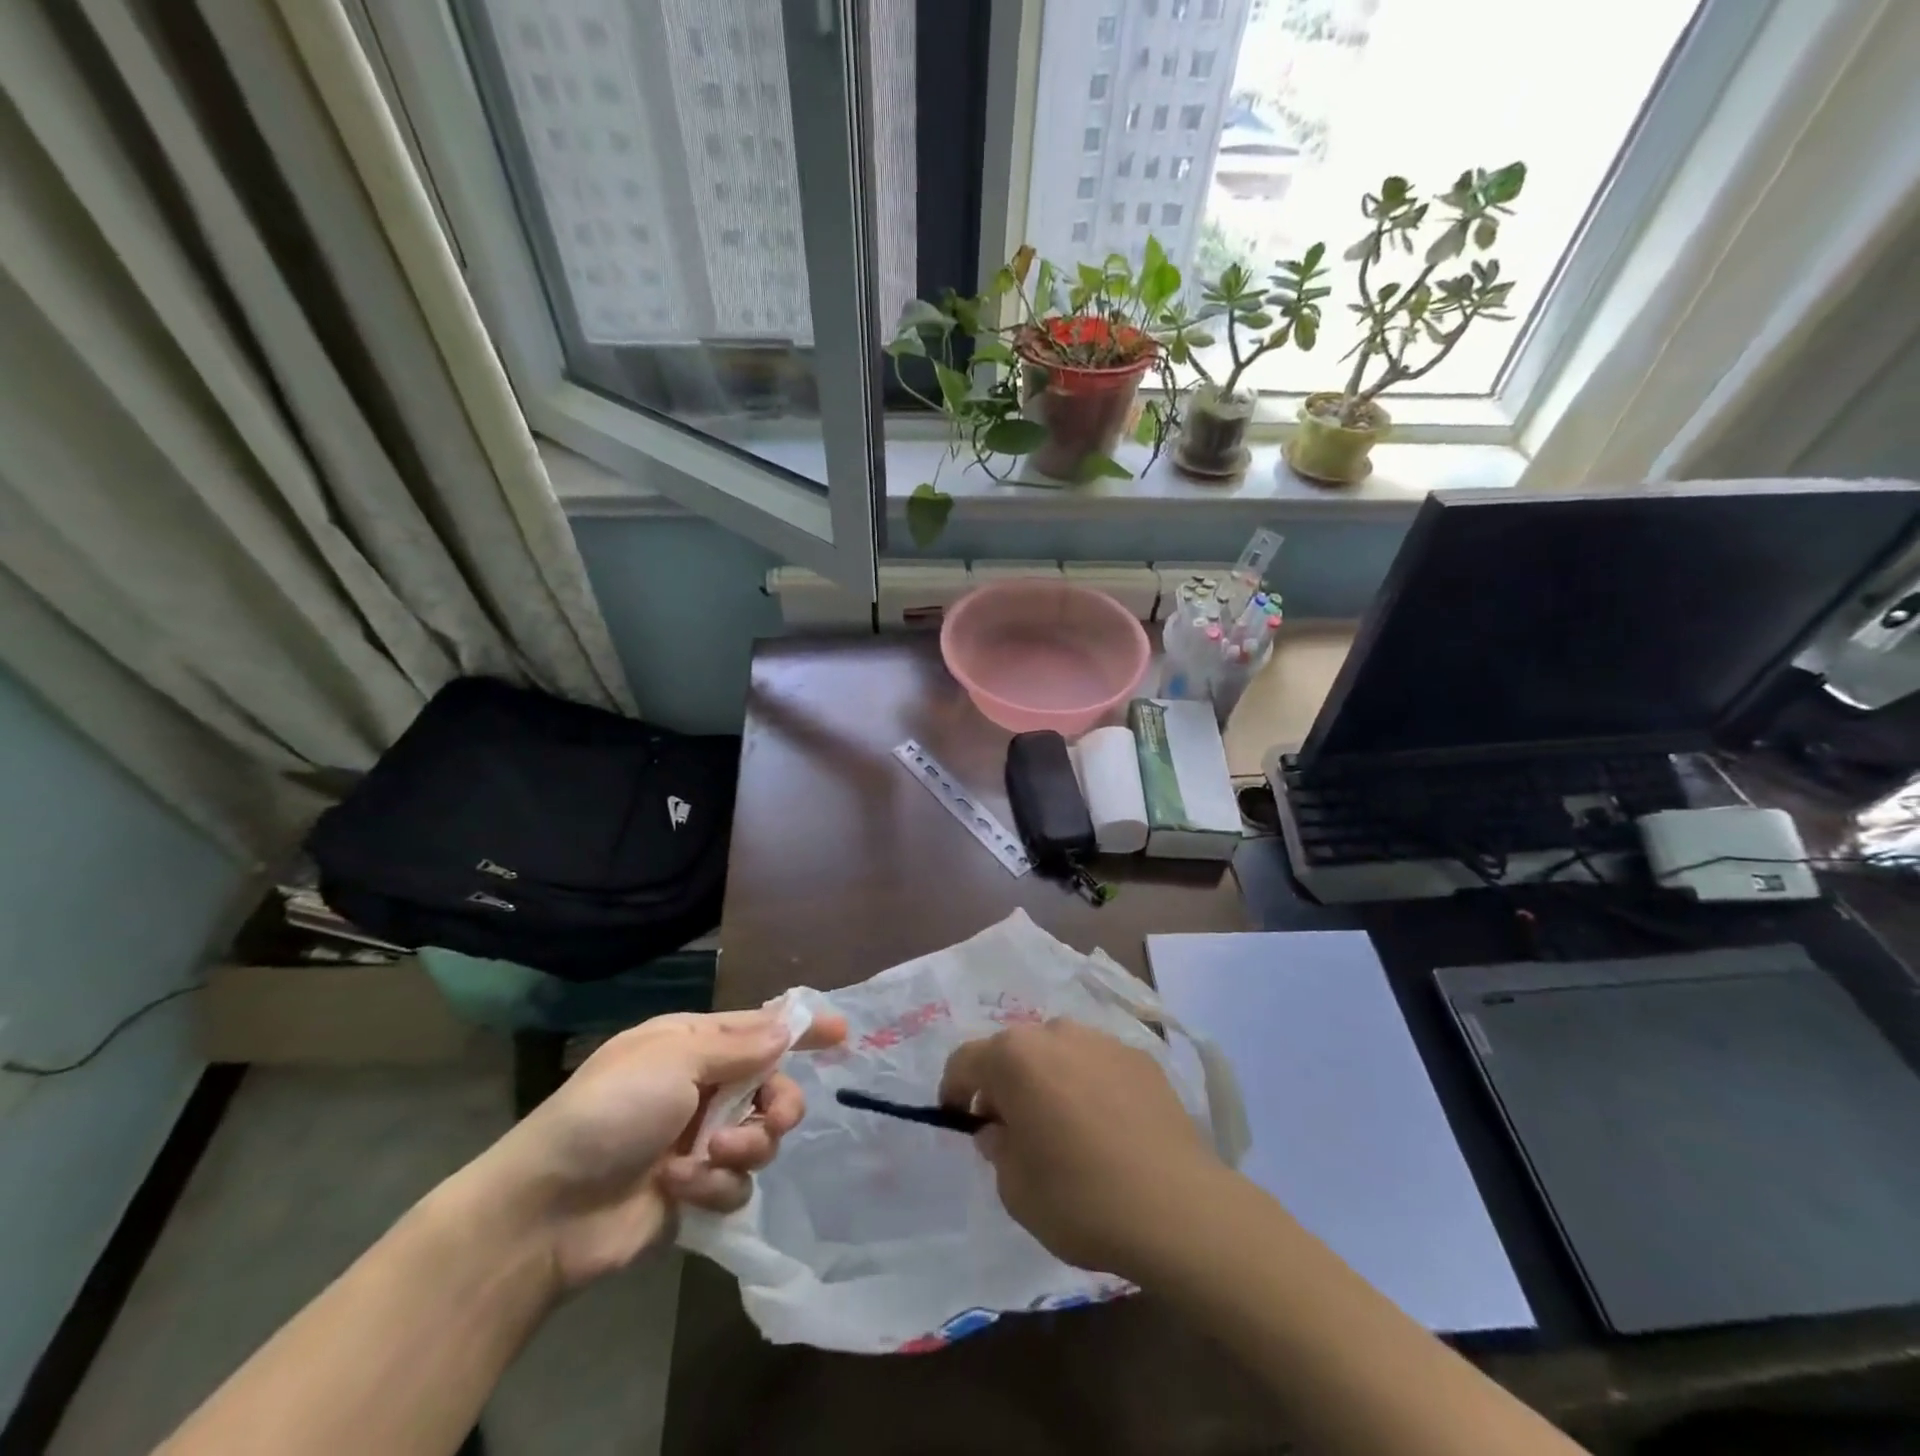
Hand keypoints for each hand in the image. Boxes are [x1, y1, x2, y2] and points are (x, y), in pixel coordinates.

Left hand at [467, 1006, 845, 1289]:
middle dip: (779, 1102)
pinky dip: (714, 1184)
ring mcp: (699, 1140)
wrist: (546, 1210)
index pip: (760, 1028)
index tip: (843, 1033)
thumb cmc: (609, 1112)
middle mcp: (702, 1087)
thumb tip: (786, 1027)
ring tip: (709, 1157)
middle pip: (772, 1087)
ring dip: (744, 1147)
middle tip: (774, 1116)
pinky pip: (737, 1182)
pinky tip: (680, 1188)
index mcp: (693, 1045)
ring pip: (762, 1137)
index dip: (801, 1030)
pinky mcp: (695, 1190)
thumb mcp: (674, 1060)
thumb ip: (739, 1046)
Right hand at [939, 1018, 1227, 1281]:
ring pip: (1058, 1052)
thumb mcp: (1015, 1188)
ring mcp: (1102, 1040)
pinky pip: (1098, 1064)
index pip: (965, 1060)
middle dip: (1005, 1084)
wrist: (1177, 1207)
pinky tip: (1106, 1127)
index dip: (954, 1090)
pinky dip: (1089, 1085)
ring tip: (1063, 1127)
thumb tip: (1000, 1128)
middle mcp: (1056, 1032)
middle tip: (1012, 1129)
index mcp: (1015, 1057)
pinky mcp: (1141, 1058)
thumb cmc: (1080, 1198)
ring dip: (1048, 1079)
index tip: (959, 1120)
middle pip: (1015, 1051)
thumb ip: (997, 1148)